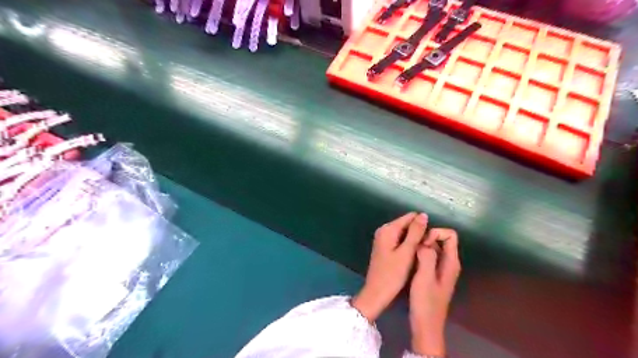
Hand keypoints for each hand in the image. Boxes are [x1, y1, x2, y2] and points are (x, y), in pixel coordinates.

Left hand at [348, 211, 427, 321]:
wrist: (376, 293)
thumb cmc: (392, 274)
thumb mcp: (406, 253)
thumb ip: (415, 233)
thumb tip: (423, 215)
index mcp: (388, 229)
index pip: (410, 217)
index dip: (423, 225)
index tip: (431, 239)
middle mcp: (384, 230)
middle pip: (407, 224)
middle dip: (418, 232)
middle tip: (427, 248)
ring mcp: (383, 239)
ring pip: (404, 233)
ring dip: (414, 240)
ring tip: (422, 252)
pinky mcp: (384, 247)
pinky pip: (399, 240)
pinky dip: (407, 245)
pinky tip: (414, 256)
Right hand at [412, 229, 461, 354]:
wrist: (426, 325)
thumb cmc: (426, 302)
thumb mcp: (424, 277)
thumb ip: (427, 256)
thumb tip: (424, 241)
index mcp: (451, 262)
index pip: (450, 235)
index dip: (435, 233)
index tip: (422, 243)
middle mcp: (448, 262)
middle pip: (441, 239)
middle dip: (426, 237)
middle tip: (412, 246)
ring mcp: (440, 268)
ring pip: (433, 247)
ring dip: (421, 245)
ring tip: (408, 251)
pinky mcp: (432, 274)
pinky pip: (428, 256)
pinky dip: (419, 253)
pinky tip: (408, 259)